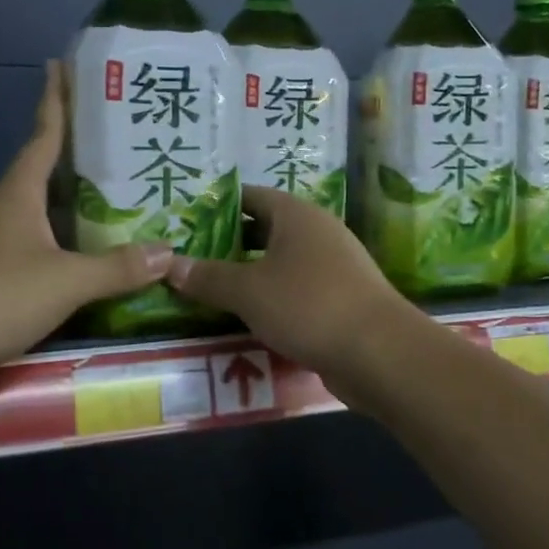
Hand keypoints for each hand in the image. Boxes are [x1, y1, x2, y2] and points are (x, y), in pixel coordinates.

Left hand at [0, 62, 172, 407]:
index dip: (56, 99)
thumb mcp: (64, 283)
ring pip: (36, 209)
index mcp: (18, 193)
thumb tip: (168, 251)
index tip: (62, 65)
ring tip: (112, 198)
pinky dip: (57, 238)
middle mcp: (0, 207)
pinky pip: (29, 241)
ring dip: (69, 200)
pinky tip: (78, 254)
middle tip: (120, 142)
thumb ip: (116, 268)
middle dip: (76, 154)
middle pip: (42, 170)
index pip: (44, 134)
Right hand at [163, 186, 420, 381]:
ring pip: (280, 263)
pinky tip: (248, 318)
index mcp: (297, 215)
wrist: (379, 352)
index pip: (250, 197)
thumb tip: (169, 264)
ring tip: (209, 290)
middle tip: (189, 259)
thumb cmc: (309, 305)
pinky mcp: (340, 299)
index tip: (185, 223)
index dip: (217, 207)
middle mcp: (317, 232)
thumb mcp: (249, 291)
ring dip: (249, 275)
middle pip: (264, 229)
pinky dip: (272, 299)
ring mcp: (333, 266)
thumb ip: (208, 277)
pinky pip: (296, 290)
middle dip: (228, 245)